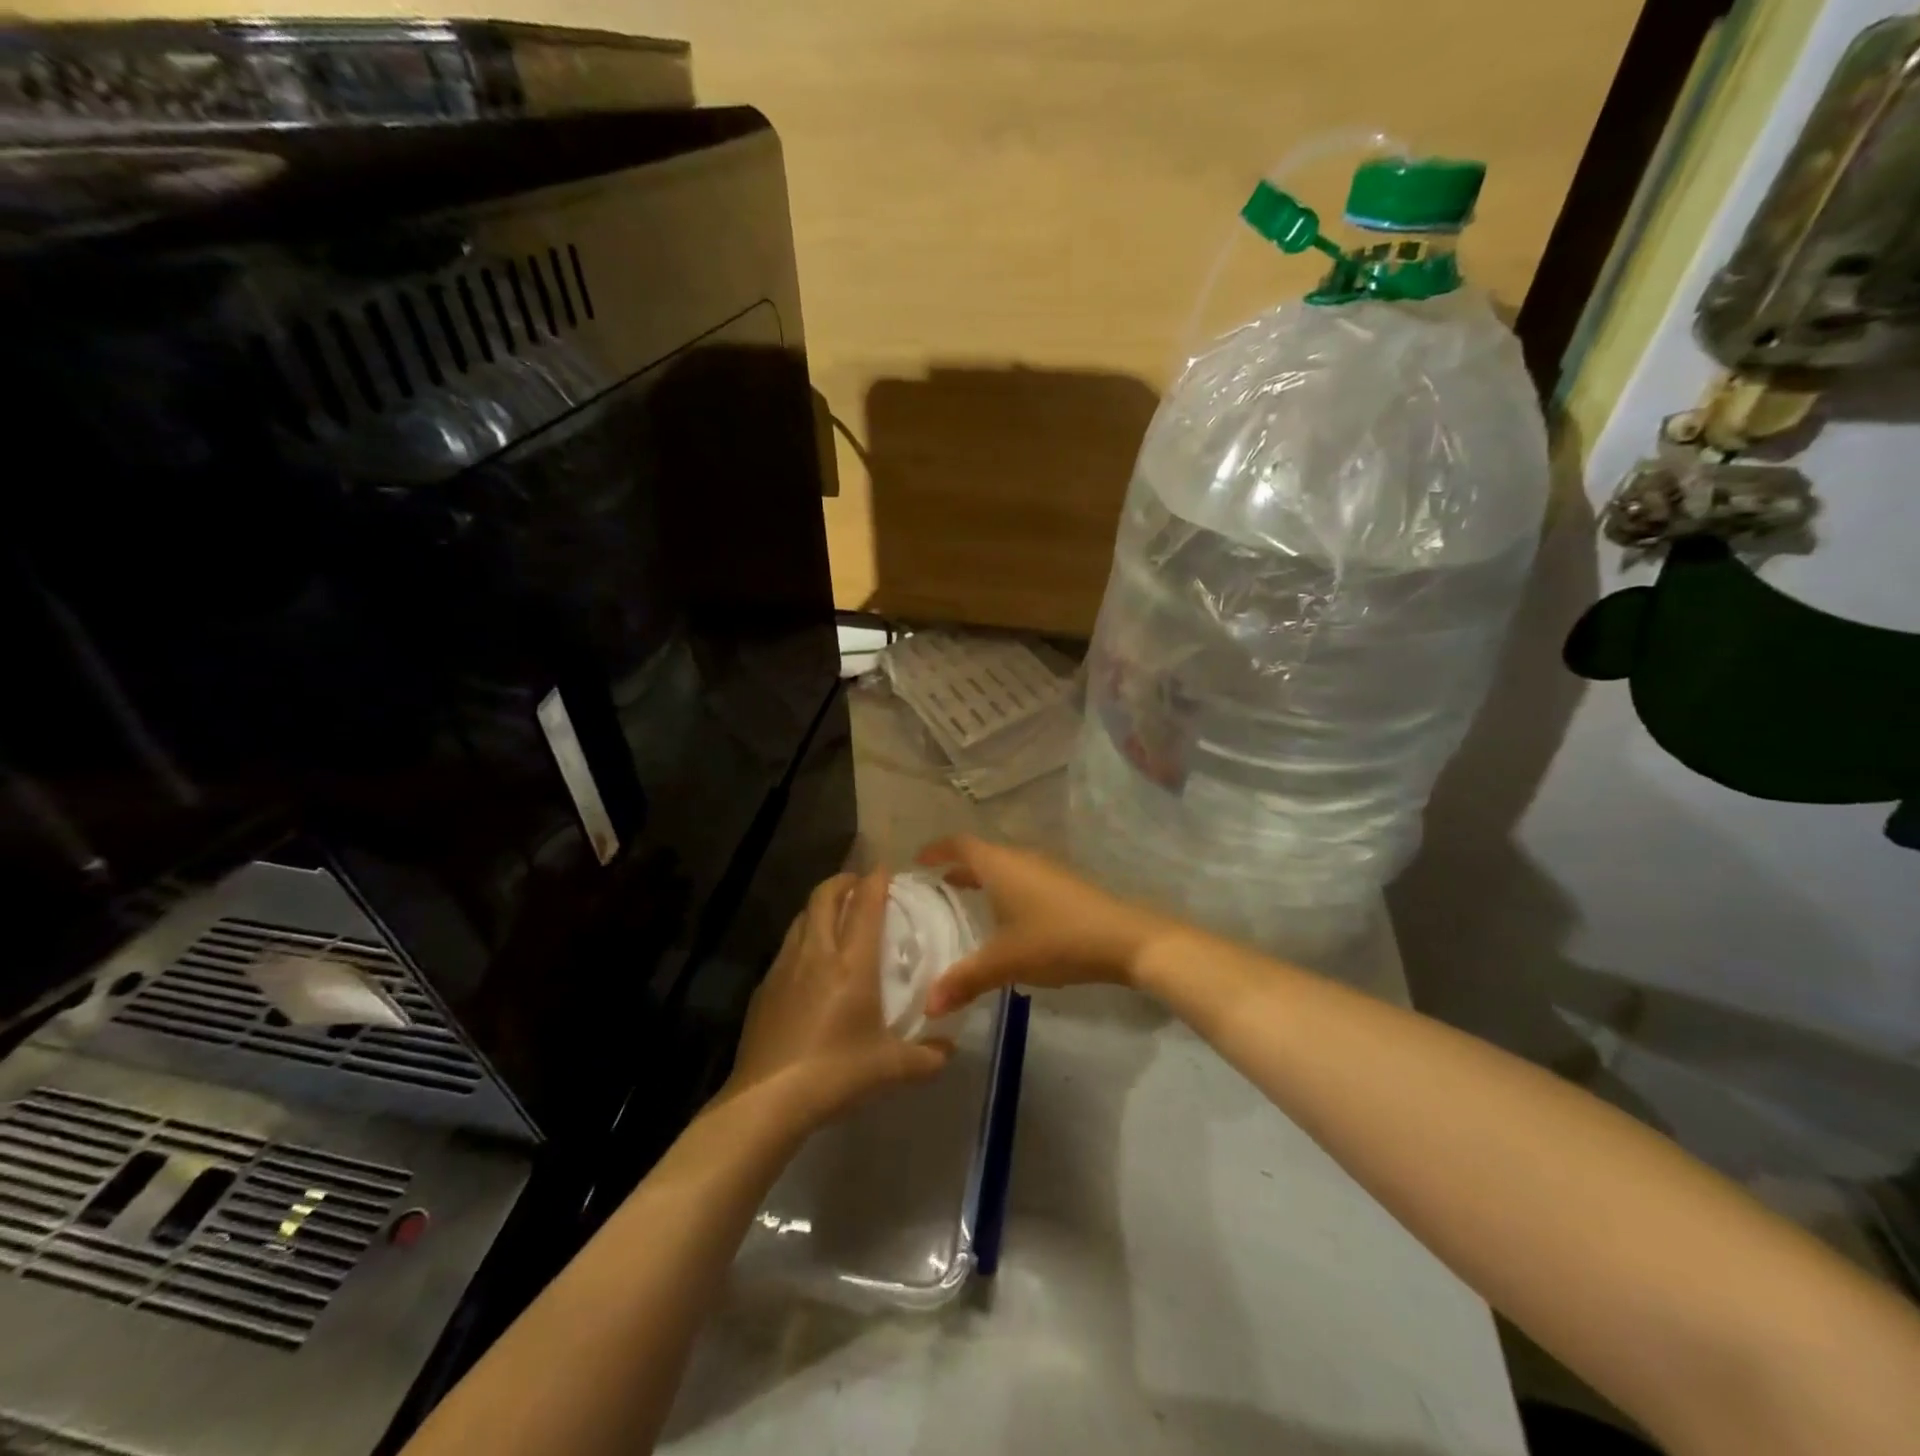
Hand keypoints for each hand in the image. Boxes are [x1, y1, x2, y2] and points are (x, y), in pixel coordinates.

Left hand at [725, 870, 951, 1126]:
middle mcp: (817, 953)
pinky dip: (803, 937)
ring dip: (820, 906)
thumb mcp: (891, 1068)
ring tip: (835, 916)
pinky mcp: (765, 987)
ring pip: (802, 917)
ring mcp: (785, 967)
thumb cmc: (835, 1074)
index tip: (885, 869)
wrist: (768, 1100)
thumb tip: (949, 1049)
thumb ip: (927, 1056)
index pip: (865, 905)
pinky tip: (810, 962)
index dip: (876, 880)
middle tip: (859, 885)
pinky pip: (787, 946)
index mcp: (852, 963)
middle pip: (824, 896)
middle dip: (843, 881)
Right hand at [917, 836, 1177, 1015]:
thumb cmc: (1056, 939)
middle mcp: (1020, 859)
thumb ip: (965, 981)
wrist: (1124, 939)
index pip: (960, 845)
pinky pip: (1022, 879)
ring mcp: (1045, 870)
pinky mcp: (1064, 886)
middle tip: (934, 887)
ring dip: (983, 880)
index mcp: (999, 865)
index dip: (937, 849)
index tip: (918, 860)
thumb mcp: (1005, 962)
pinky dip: (1004, 890)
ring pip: (1004, 868)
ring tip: (965, 901)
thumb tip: (928, 1006)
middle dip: (957, 867)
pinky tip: (1007, 920)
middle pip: (982, 854)